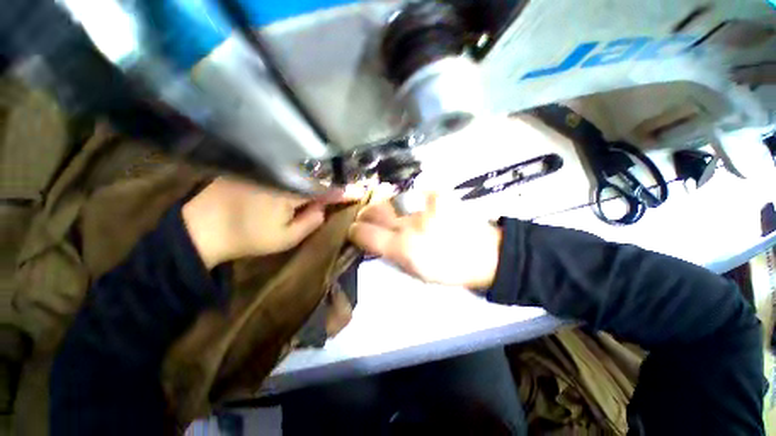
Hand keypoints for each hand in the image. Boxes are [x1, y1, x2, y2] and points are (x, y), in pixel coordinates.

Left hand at [183, 177, 354, 267]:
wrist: (201, 228)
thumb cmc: (246, 237)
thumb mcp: (285, 238)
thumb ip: (310, 222)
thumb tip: (323, 209)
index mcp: (292, 192)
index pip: (326, 191)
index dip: (344, 192)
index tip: (360, 192)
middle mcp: (282, 175)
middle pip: (315, 177)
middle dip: (332, 183)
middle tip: (345, 189)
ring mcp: (267, 170)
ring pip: (301, 173)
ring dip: (317, 179)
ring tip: (329, 184)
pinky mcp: (255, 169)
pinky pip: (285, 170)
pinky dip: (299, 176)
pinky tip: (304, 180)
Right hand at [348, 192, 501, 289]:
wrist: (484, 254)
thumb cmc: (447, 269)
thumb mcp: (414, 272)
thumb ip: (389, 255)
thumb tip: (371, 241)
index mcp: (402, 248)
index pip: (363, 233)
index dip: (354, 232)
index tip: (354, 232)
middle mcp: (409, 224)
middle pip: (373, 210)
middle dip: (364, 214)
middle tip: (366, 218)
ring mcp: (424, 205)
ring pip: (389, 199)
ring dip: (382, 205)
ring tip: (385, 211)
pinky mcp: (437, 194)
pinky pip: (411, 192)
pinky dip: (405, 199)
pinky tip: (409, 204)